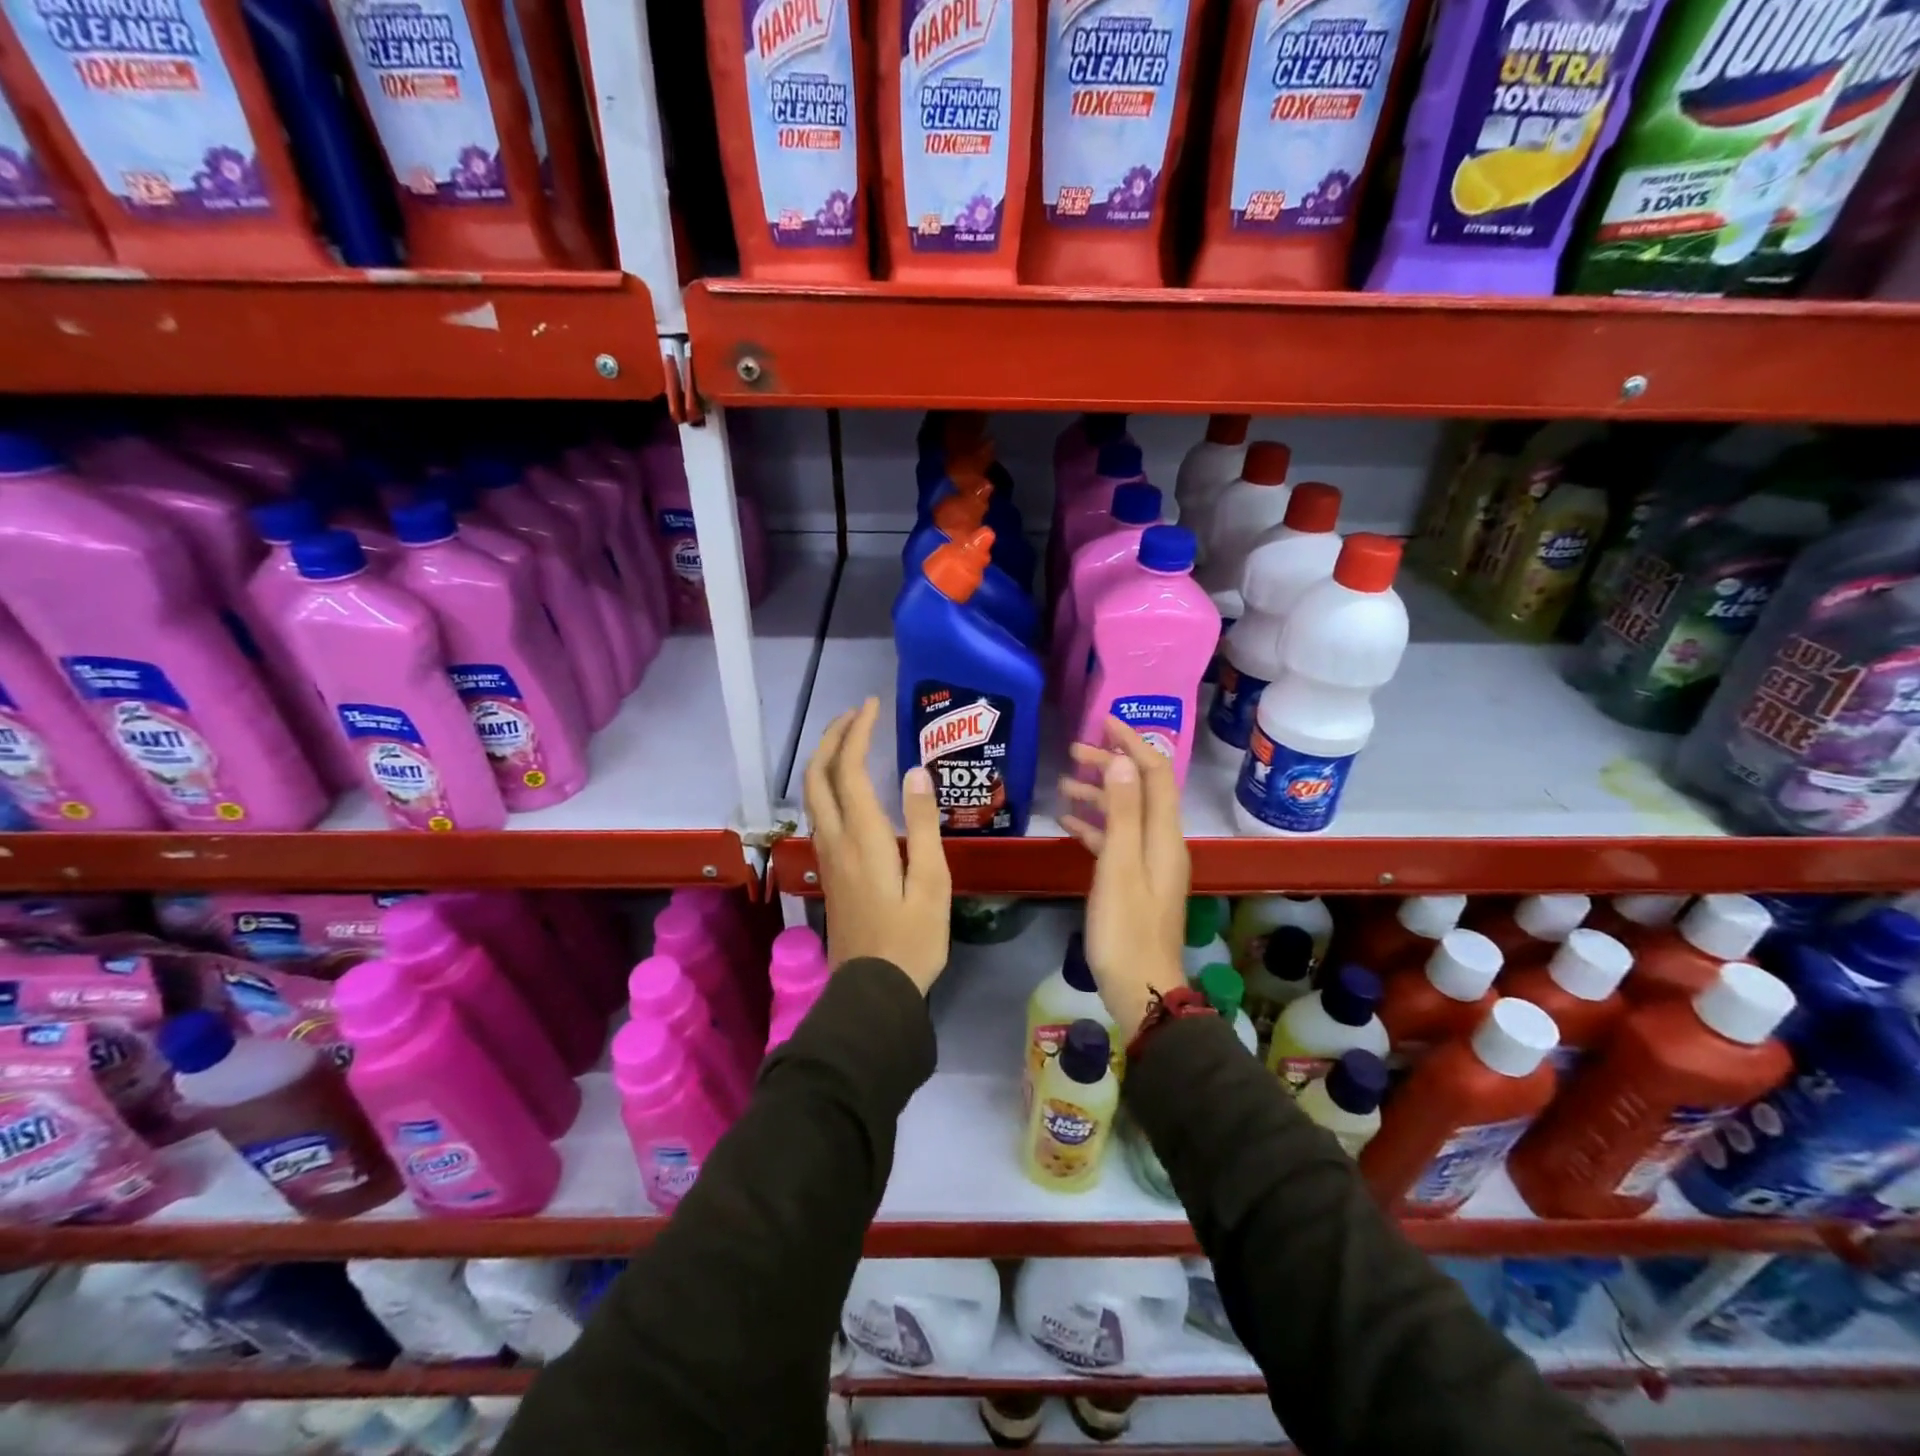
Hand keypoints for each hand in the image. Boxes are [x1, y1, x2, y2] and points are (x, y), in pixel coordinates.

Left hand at [802, 698, 951, 994]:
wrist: (873, 990)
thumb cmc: (912, 939)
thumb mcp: (932, 882)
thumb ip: (922, 825)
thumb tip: (914, 772)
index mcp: (862, 839)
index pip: (849, 770)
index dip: (858, 733)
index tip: (873, 706)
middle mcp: (836, 840)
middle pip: (818, 776)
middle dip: (832, 738)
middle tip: (857, 715)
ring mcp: (827, 856)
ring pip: (812, 795)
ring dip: (827, 759)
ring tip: (853, 741)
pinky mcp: (829, 871)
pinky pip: (820, 813)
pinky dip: (829, 784)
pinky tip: (851, 787)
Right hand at [1057, 718, 1190, 1040]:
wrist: (1140, 989)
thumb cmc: (1125, 929)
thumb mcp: (1119, 867)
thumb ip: (1123, 813)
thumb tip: (1122, 760)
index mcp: (1164, 836)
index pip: (1155, 774)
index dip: (1134, 743)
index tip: (1105, 721)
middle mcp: (1162, 843)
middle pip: (1141, 790)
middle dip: (1111, 764)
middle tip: (1074, 750)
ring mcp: (1148, 863)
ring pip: (1126, 814)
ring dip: (1099, 794)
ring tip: (1063, 783)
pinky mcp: (1133, 881)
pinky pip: (1115, 841)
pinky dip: (1094, 826)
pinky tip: (1066, 821)